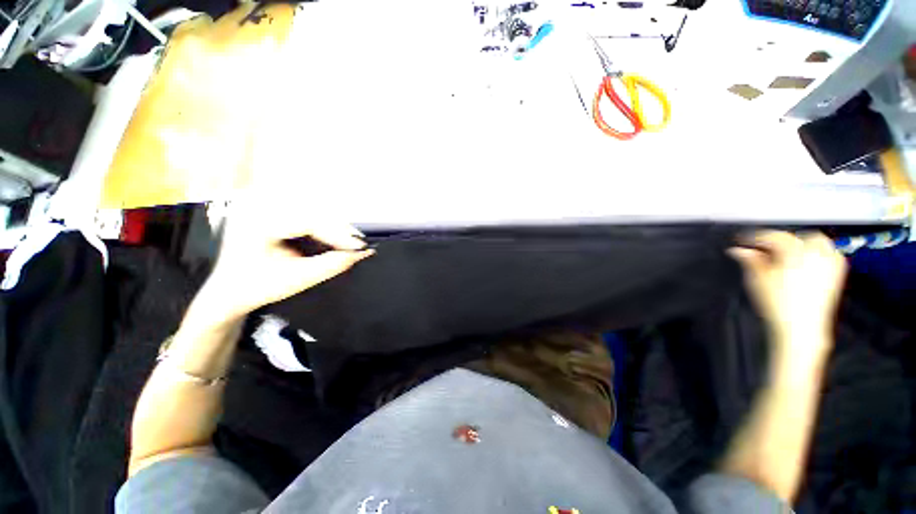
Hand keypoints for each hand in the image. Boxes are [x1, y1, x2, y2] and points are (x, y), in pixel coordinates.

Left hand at [196, 194, 373, 321]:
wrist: (228, 290)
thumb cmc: (256, 288)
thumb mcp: (296, 280)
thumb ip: (331, 265)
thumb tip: (362, 253)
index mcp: (256, 223)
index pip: (308, 222)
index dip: (339, 234)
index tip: (361, 247)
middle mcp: (259, 207)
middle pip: (313, 212)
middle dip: (340, 230)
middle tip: (359, 246)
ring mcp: (265, 206)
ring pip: (313, 210)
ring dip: (334, 228)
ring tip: (348, 244)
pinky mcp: (273, 210)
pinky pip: (306, 214)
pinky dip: (324, 227)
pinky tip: (332, 239)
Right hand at [729, 231, 846, 353]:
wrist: (800, 328)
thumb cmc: (778, 305)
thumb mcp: (756, 280)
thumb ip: (749, 260)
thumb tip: (738, 250)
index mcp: (794, 253)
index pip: (773, 236)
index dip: (755, 238)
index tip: (744, 241)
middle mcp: (815, 254)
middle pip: (799, 237)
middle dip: (783, 240)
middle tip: (767, 248)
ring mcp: (829, 264)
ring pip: (819, 242)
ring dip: (802, 244)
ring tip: (787, 254)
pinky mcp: (836, 275)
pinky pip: (831, 254)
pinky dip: (819, 253)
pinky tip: (808, 262)